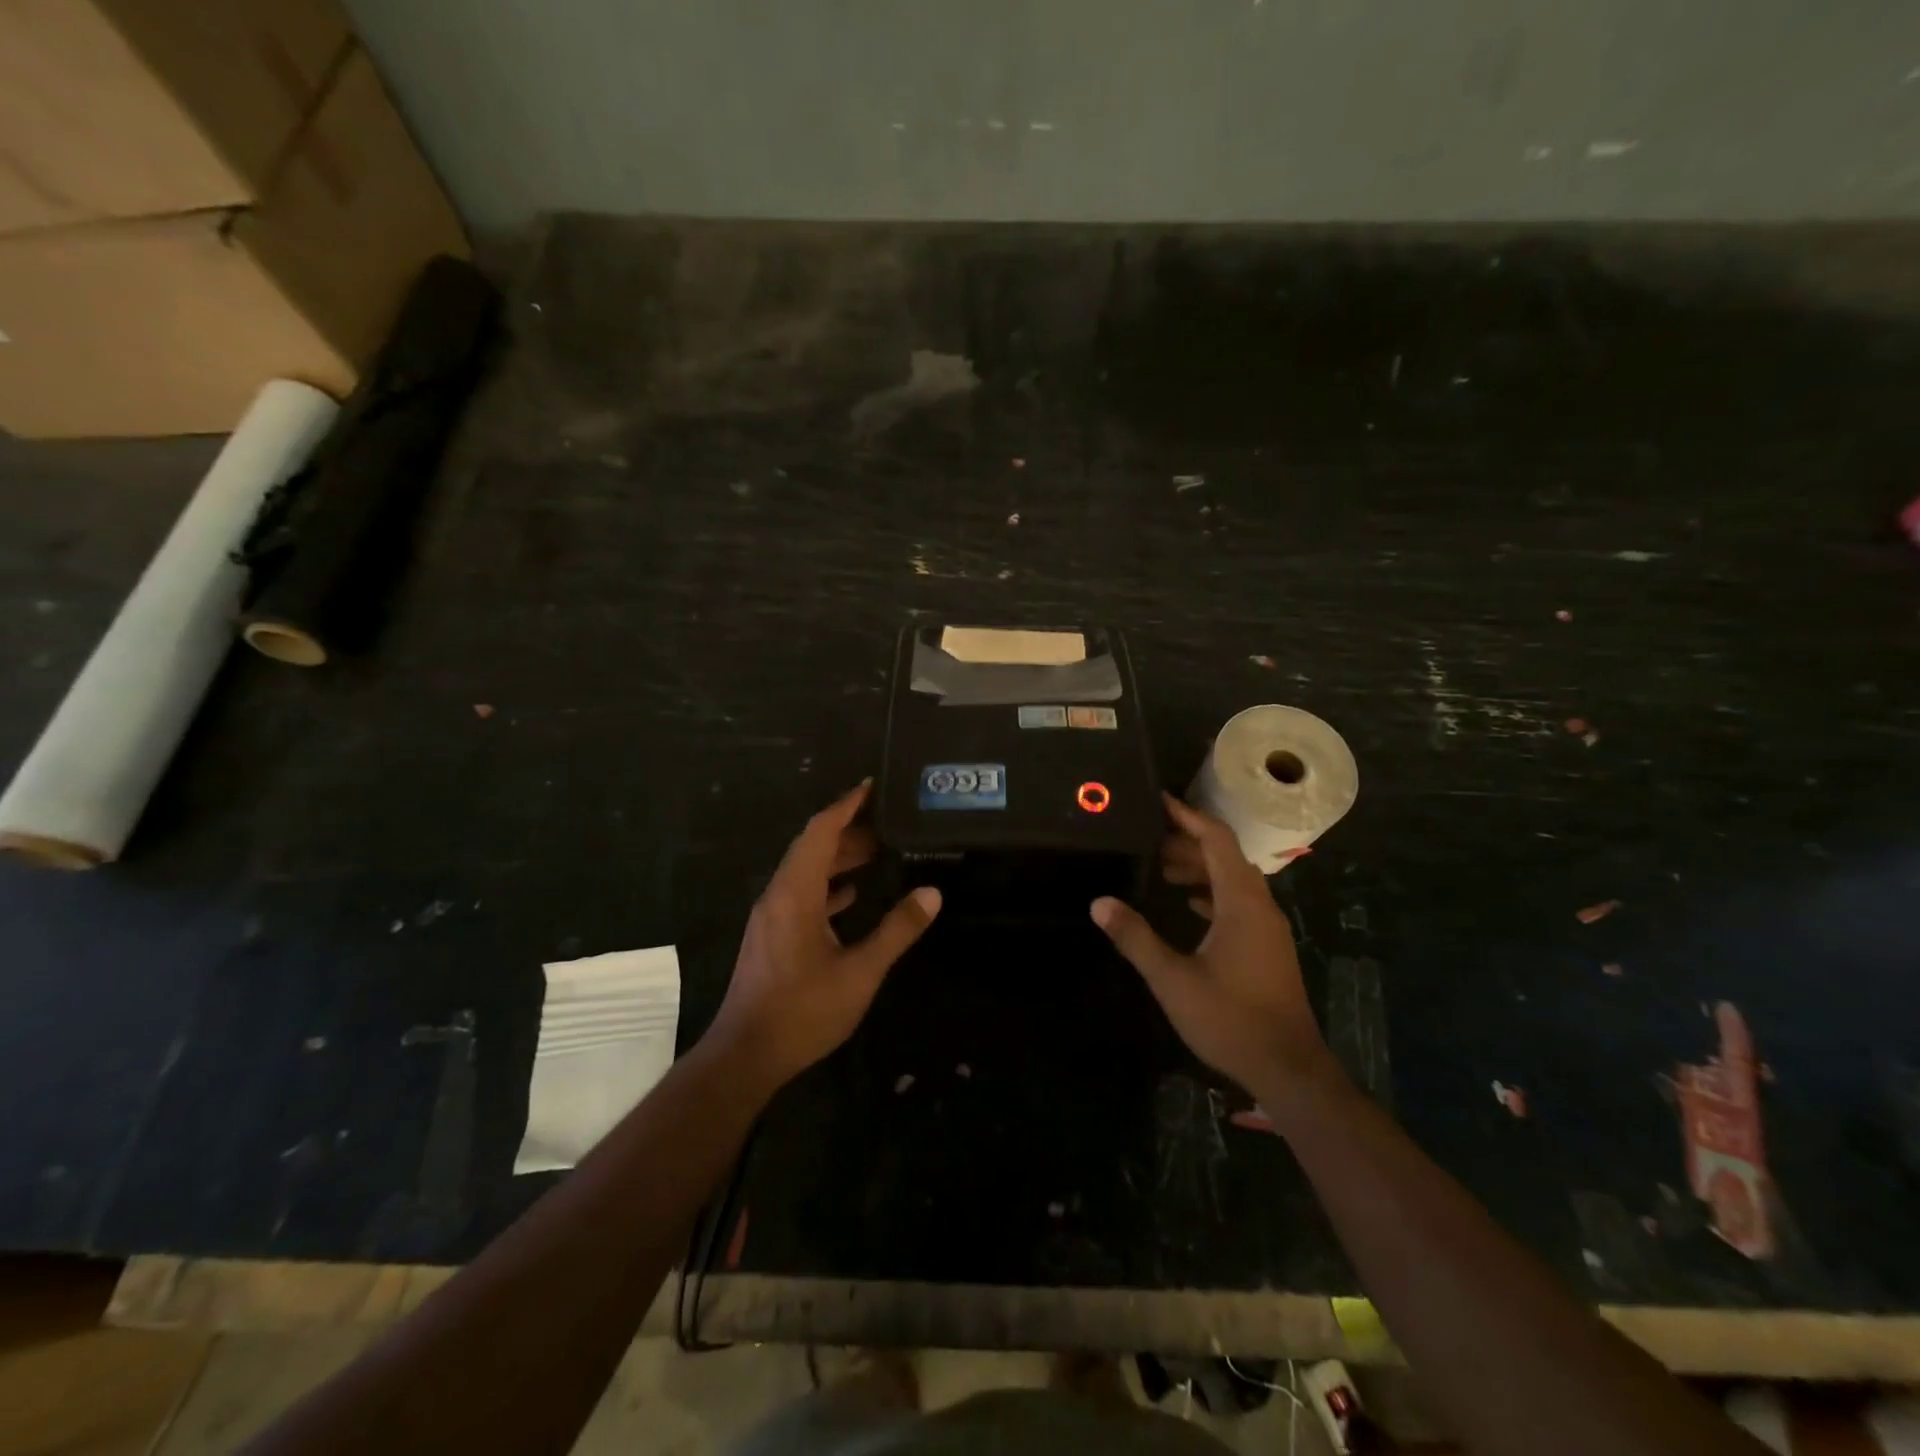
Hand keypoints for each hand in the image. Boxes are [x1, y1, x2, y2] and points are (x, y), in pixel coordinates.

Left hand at [708, 782, 940, 1088]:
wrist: (746, 1054)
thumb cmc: (803, 1011)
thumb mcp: (860, 972)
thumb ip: (897, 930)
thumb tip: (932, 893)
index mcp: (795, 893)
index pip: (820, 831)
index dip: (846, 805)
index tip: (873, 786)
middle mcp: (778, 895)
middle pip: (812, 846)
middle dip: (848, 830)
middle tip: (888, 823)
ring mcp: (771, 916)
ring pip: (806, 871)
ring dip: (838, 858)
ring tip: (877, 852)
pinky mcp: (771, 935)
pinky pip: (800, 894)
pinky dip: (826, 884)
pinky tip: (849, 894)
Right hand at [1091, 793, 1332, 1098]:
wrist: (1288, 1068)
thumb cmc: (1230, 1019)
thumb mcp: (1173, 978)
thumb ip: (1135, 938)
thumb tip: (1099, 903)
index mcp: (1241, 903)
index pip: (1217, 840)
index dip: (1188, 817)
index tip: (1158, 802)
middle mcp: (1260, 906)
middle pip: (1226, 856)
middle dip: (1188, 842)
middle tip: (1148, 840)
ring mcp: (1268, 927)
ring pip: (1234, 880)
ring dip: (1201, 868)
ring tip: (1161, 868)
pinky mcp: (1268, 946)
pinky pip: (1240, 902)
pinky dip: (1213, 892)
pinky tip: (1190, 905)